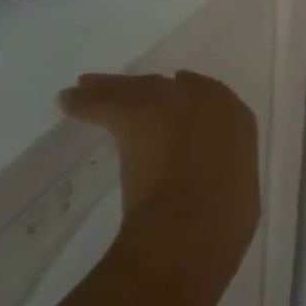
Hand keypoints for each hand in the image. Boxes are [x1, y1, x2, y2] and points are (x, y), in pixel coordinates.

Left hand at [59, 71, 260, 270]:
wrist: (196, 220)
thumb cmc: (226, 215)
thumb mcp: (236, 187)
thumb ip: (219, 171)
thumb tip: (204, 179)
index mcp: (237, 118)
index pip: (208, 94)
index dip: (187, 94)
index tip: (170, 93)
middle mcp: (207, 101)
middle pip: (169, 86)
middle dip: (147, 86)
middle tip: (125, 87)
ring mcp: (172, 103)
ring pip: (136, 88)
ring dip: (114, 87)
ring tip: (88, 85)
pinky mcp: (135, 115)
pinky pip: (104, 103)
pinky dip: (85, 102)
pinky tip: (68, 100)